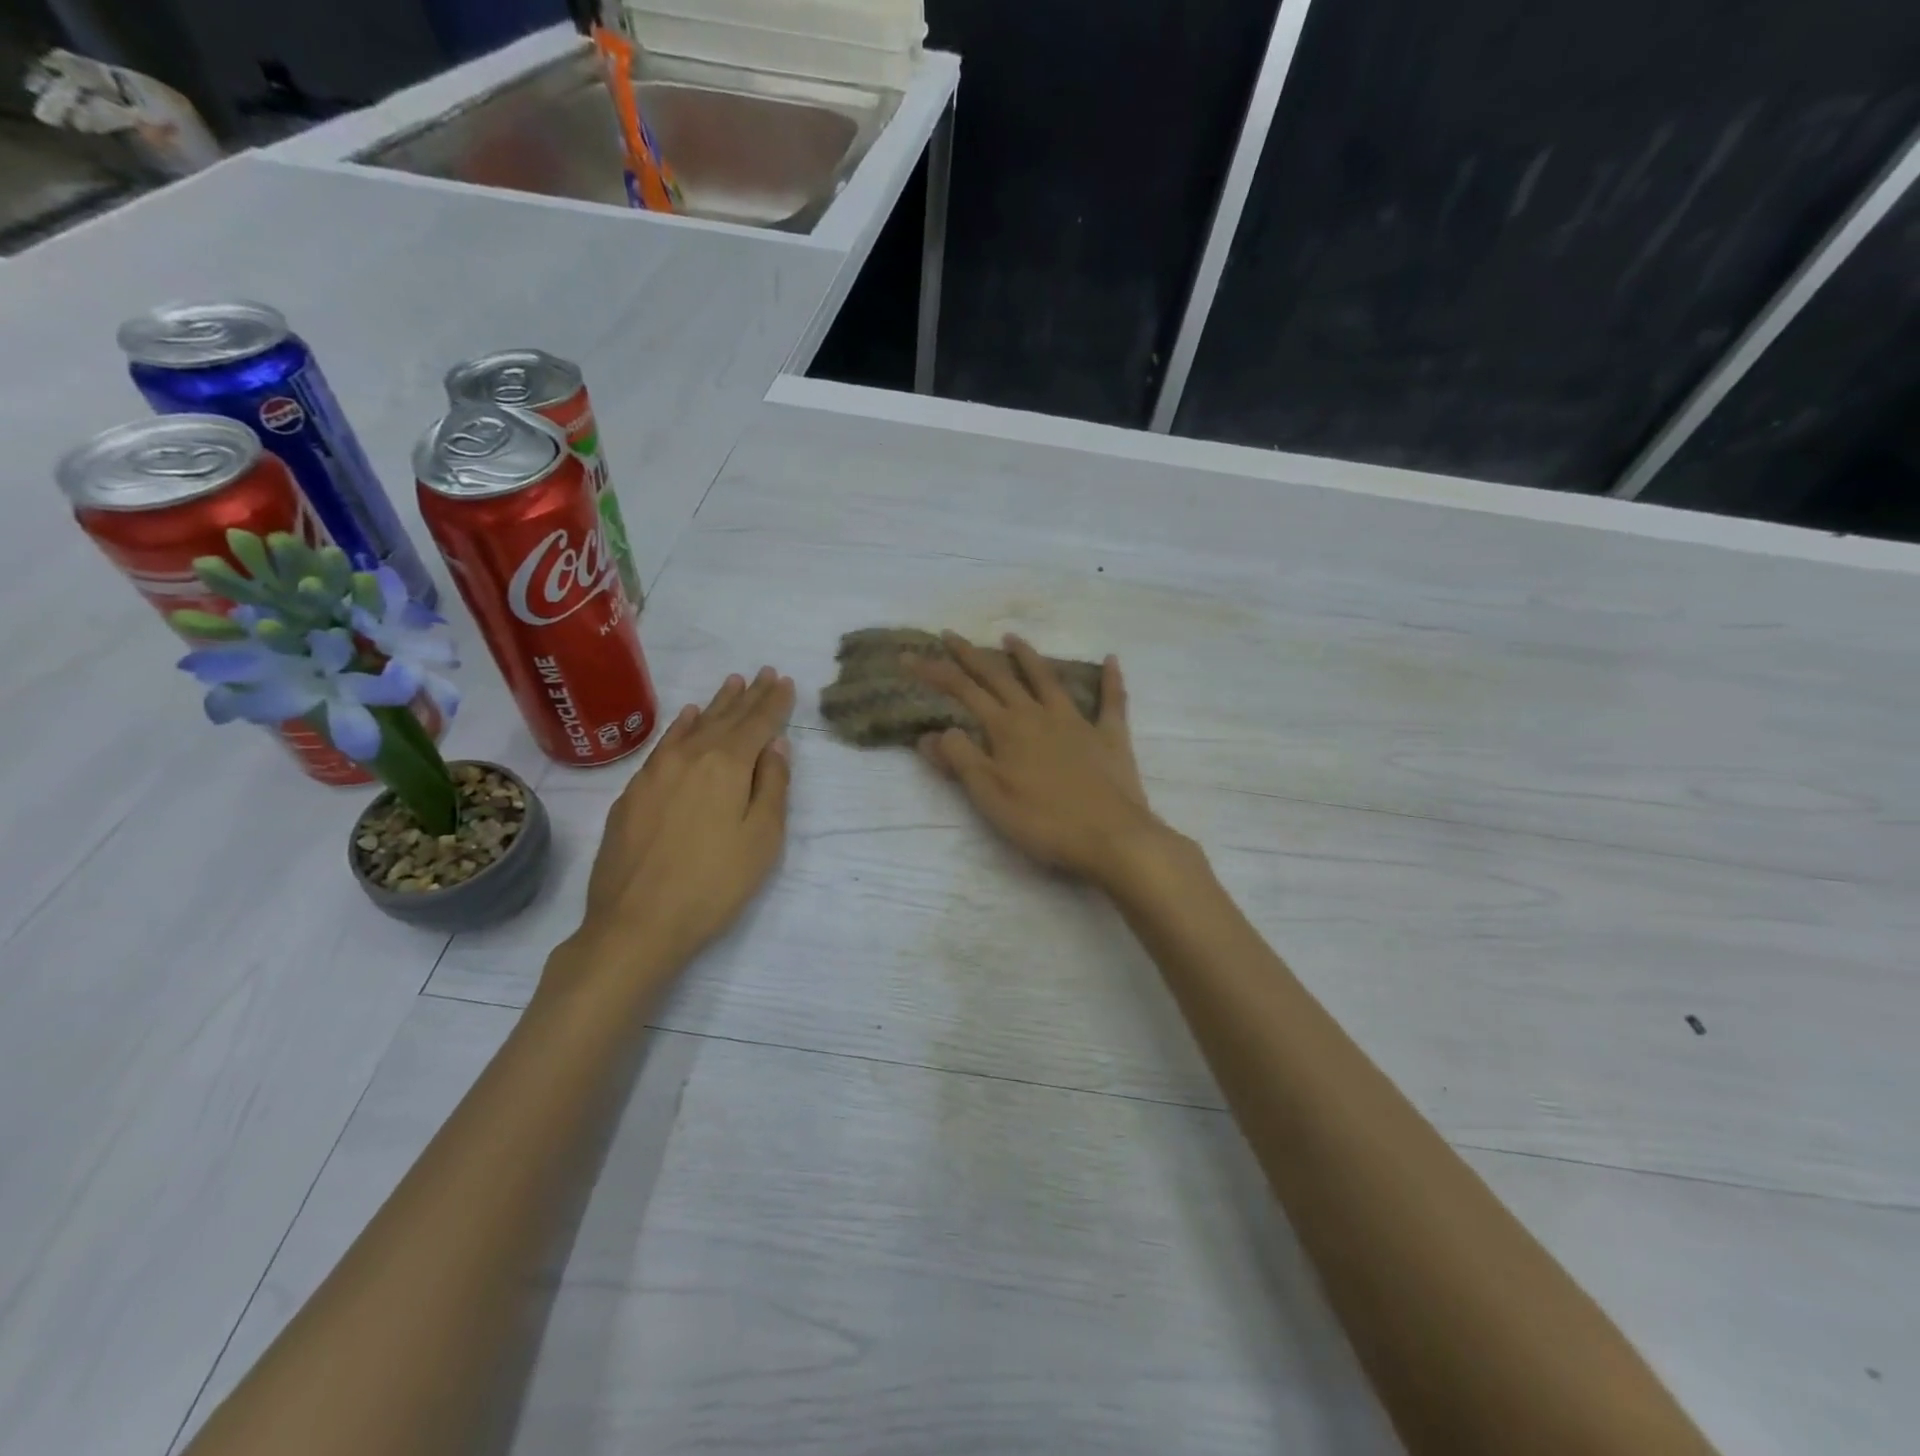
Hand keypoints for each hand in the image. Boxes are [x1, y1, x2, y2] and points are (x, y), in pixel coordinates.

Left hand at [551, 667, 794, 1000]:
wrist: (636, 923)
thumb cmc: (713, 884)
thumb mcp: (761, 839)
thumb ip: (772, 787)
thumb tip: (775, 747)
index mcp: (726, 765)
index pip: (757, 724)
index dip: (774, 703)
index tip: (785, 682)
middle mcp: (689, 757)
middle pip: (726, 718)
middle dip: (749, 696)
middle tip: (764, 673)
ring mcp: (655, 772)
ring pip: (693, 727)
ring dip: (717, 704)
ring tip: (733, 683)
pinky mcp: (633, 792)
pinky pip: (664, 744)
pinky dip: (681, 726)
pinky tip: (688, 718)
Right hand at [913, 633, 1177, 890]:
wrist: (1111, 837)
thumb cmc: (1043, 821)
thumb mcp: (989, 796)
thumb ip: (960, 759)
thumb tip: (931, 732)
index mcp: (1007, 729)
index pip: (963, 691)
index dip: (934, 672)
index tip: (909, 657)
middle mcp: (1039, 715)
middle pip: (999, 677)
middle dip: (971, 656)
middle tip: (950, 635)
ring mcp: (1078, 722)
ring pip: (1047, 680)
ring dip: (1027, 657)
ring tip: (1011, 637)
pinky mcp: (1110, 737)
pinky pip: (1112, 701)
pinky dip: (1111, 679)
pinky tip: (1111, 659)